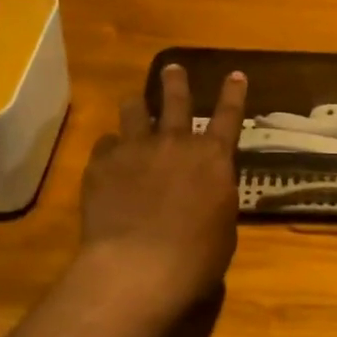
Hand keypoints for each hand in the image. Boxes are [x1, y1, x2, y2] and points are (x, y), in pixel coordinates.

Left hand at [75, 64, 247, 321]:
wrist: (138, 267)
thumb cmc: (195, 258)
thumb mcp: (223, 228)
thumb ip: (215, 198)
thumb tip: (207, 191)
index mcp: (213, 158)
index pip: (229, 116)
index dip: (233, 93)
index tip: (235, 73)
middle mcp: (176, 143)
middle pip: (176, 100)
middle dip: (175, 81)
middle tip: (173, 69)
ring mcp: (136, 149)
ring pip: (134, 111)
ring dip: (136, 104)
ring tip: (133, 101)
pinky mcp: (102, 165)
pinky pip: (106, 144)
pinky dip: (111, 148)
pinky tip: (108, 157)